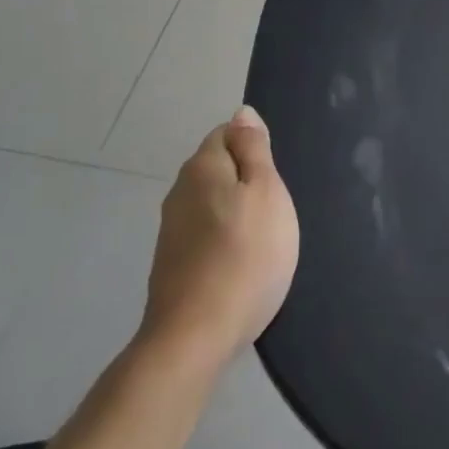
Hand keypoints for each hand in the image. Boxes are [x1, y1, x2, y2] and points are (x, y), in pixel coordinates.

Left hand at [140, 107, 299, 362]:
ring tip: (264, 235)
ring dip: (235, 209)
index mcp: (202, 167)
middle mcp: (179, 191)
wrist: (196, 335)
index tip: (275, 177)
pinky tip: (242, 260)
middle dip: (245, 178)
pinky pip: (205, 233)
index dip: (254, 147)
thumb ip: (254, 149)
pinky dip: (224, 238)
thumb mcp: (266, 191)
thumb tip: (242, 113)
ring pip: (211, 202)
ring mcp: (171, 230)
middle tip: (276, 206)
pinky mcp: (172, 263)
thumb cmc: (246, 255)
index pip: (226, 133)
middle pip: (217, 167)